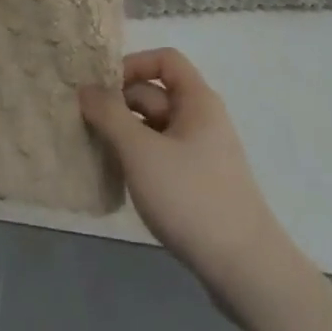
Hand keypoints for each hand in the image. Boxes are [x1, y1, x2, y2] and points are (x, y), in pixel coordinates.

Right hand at [81, 48, 286, 293]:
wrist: (245, 270)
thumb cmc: (191, 197)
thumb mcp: (141, 152)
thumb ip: (110, 115)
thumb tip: (85, 89)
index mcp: (197, 101)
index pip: (164, 60)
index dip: (133, 64)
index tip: (103, 88)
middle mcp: (201, 120)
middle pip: (156, 94)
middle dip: (120, 104)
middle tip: (86, 122)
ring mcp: (201, 154)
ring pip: (155, 128)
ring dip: (126, 134)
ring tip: (96, 150)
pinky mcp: (198, 185)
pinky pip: (161, 156)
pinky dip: (139, 159)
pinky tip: (119, 179)